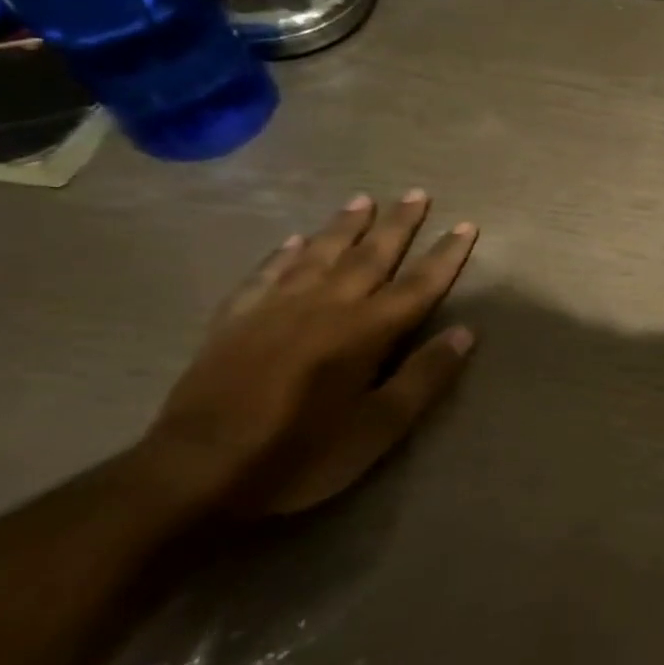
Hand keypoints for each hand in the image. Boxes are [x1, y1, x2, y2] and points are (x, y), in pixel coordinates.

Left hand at [129, 190, 479, 517]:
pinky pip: (266, 273)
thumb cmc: (302, 454)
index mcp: (366, 331)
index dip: (445, 255)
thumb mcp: (379, 428)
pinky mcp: (235, 319)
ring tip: (362, 200)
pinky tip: (295, 240)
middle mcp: (326, 306)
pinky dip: (285, 253)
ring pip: (319, 254)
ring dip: (345, 226)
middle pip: (371, 256)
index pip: (418, 285)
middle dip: (398, 225)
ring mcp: (276, 308)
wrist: (197, 470)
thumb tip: (466, 332)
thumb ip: (424, 377)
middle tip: (416, 193)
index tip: (466, 225)